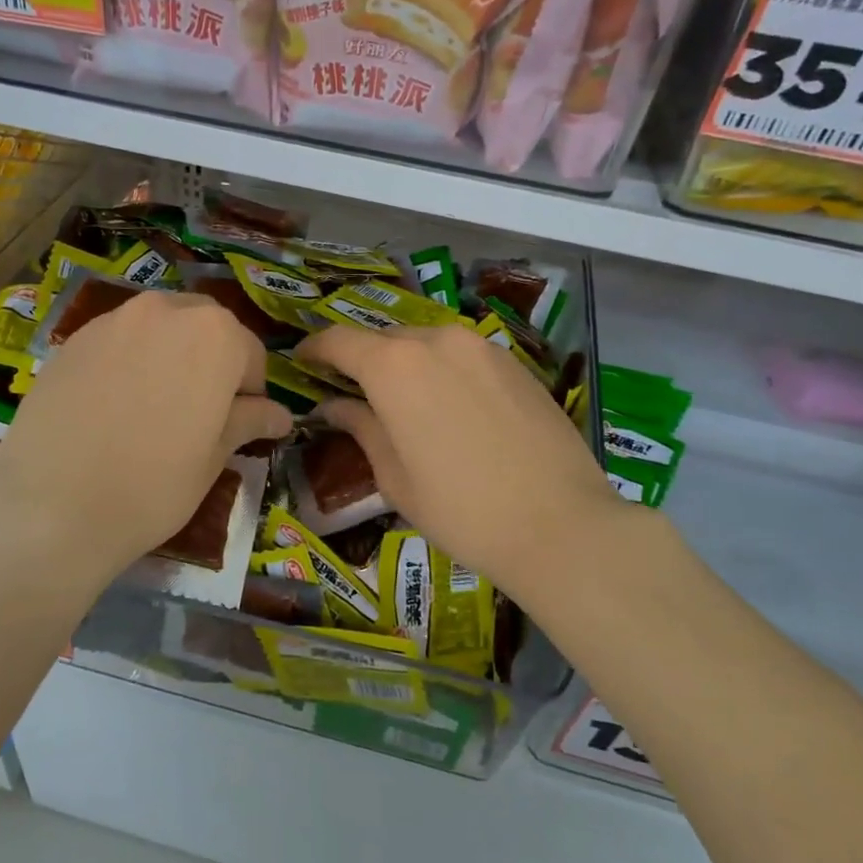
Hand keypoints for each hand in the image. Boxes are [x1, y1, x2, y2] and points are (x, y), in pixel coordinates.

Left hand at [0, 291, 289, 583]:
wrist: (51, 507)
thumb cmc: (153, 485)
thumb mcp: (214, 457)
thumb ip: (249, 421)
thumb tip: (280, 414)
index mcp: (216, 335)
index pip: (251, 354)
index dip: (250, 391)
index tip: (237, 424)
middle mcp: (167, 310)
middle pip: (205, 328)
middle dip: (211, 361)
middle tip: (199, 411)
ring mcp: (114, 320)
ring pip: (159, 328)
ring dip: (169, 356)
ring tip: (153, 406)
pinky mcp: (73, 338)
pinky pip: (118, 341)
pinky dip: (129, 361)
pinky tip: (113, 406)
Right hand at [295, 322, 626, 601]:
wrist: (559, 524)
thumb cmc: (461, 510)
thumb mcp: (395, 476)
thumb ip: (360, 427)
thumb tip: (334, 405)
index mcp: (394, 366)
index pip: (339, 340)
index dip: (315, 349)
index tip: (302, 361)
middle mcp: (436, 340)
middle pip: (384, 339)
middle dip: (362, 359)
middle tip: (352, 390)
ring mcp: (480, 346)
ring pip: (426, 343)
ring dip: (404, 363)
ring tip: (403, 399)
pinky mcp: (513, 361)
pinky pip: (462, 354)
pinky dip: (442, 369)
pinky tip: (449, 405)